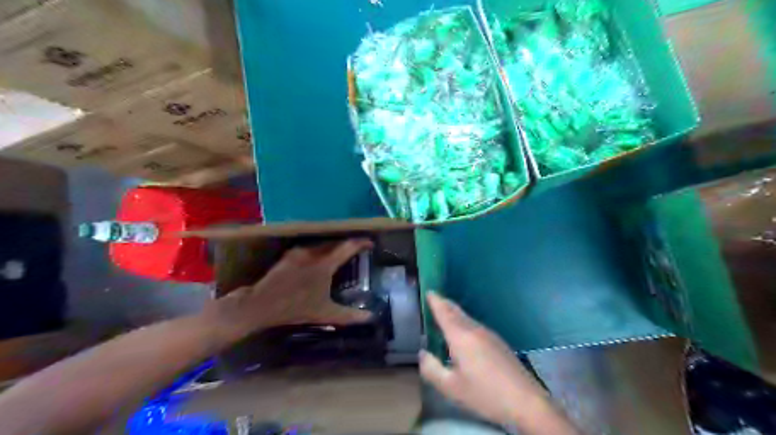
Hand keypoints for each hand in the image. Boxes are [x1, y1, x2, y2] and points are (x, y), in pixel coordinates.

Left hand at [209, 238, 371, 343]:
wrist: (260, 305)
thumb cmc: (295, 308)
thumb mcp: (325, 314)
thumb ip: (349, 315)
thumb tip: (371, 317)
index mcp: (326, 263)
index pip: (348, 246)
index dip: (362, 243)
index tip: (370, 244)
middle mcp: (313, 252)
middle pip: (335, 243)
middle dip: (347, 246)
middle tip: (357, 253)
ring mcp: (299, 252)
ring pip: (321, 246)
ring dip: (332, 250)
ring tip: (339, 258)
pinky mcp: (289, 255)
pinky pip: (309, 250)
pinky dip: (318, 253)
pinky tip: (318, 263)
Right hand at [422, 293, 578, 434]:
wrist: (525, 401)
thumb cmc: (485, 394)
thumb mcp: (451, 387)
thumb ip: (432, 369)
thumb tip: (422, 354)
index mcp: (461, 337)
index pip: (445, 313)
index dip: (436, 301)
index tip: (429, 291)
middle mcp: (474, 330)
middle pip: (457, 311)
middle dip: (445, 304)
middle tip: (434, 298)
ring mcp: (489, 334)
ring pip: (467, 317)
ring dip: (454, 313)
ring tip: (445, 313)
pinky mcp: (498, 342)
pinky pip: (475, 325)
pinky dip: (464, 321)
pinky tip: (463, 332)